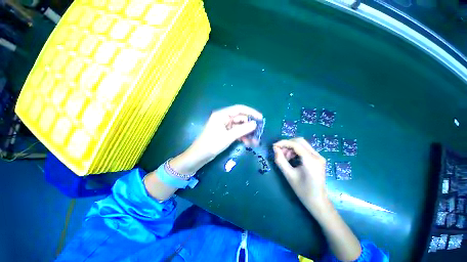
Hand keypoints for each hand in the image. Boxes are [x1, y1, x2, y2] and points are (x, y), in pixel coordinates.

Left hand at [169, 105, 261, 173]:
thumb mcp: (228, 137)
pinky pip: (236, 132)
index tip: (260, 118)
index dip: (251, 112)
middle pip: (240, 118)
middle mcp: (224, 118)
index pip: (239, 109)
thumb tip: (255, 123)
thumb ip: (242, 129)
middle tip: (259, 132)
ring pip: (239, 126)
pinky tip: (248, 143)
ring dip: (247, 133)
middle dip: (250, 126)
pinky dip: (242, 136)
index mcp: (222, 115)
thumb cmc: (212, 144)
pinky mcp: (225, 132)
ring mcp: (225, 126)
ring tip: (255, 141)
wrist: (199, 156)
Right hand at [273, 138, 328, 211]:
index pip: (296, 144)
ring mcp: (319, 156)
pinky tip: (291, 158)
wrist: (318, 201)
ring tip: (285, 157)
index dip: (283, 143)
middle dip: (287, 144)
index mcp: (311, 160)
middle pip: (300, 141)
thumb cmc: (302, 190)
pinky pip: (304, 149)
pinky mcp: (317, 158)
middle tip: (279, 152)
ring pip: (302, 144)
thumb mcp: (288, 175)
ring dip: (291, 147)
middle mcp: (317, 155)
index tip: (274, 146)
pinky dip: (295, 150)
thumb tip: (275, 148)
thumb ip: (280, 160)